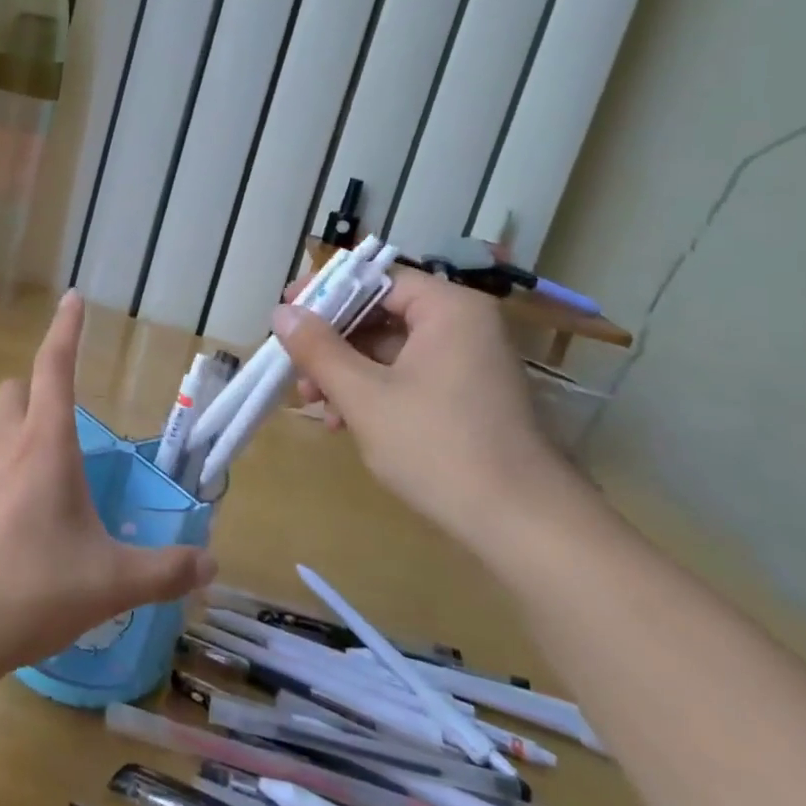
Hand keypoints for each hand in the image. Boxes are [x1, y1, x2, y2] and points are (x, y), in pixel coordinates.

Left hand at [0, 291, 215, 688]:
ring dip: (14, 434)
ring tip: (37, 488)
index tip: (73, 297)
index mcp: (44, 444)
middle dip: (40, 394)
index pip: (57, 366)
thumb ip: (164, 571)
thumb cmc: (27, 593)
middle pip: (17, 389)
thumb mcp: (108, 585)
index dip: (67, 328)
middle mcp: (0, 442)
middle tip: (64, 438)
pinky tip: (1, 525)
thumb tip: (210, 564)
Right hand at [271, 268, 587, 556]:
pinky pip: (409, 375)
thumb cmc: (438, 447)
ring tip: (315, 405)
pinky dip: (374, 391)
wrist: (524, 526)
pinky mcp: (468, 396)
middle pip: (381, 313)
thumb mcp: (364, 396)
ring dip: (346, 372)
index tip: (286, 311)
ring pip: (390, 349)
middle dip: (332, 343)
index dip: (325, 292)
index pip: (376, 279)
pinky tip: (344, 422)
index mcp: (448, 309)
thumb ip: (318, 349)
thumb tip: (282, 312)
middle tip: (295, 369)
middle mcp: (464, 325)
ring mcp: (469, 362)